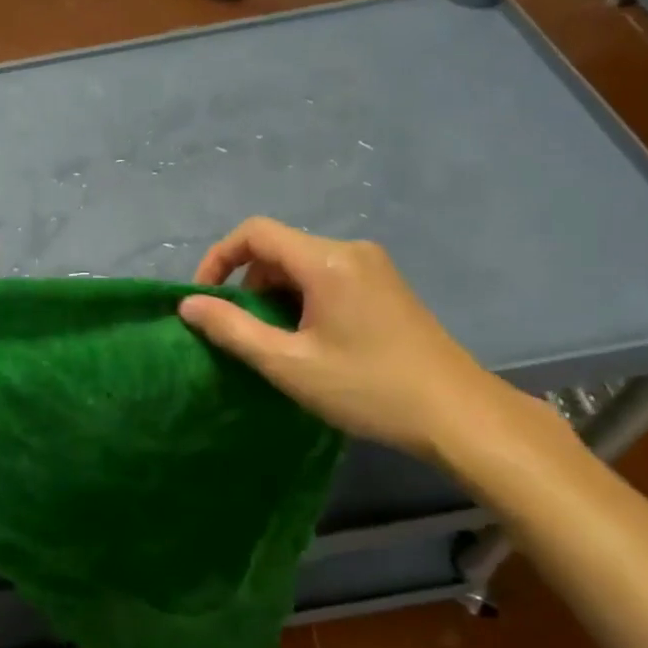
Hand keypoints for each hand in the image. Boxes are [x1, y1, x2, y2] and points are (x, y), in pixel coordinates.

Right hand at [179, 218, 545, 458]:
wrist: (458, 414)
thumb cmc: (368, 388)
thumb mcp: (288, 364)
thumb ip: (232, 330)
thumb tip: (189, 305)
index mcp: (327, 260)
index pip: (254, 233)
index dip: (218, 258)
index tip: (203, 299)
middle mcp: (350, 250)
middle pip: (278, 249)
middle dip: (248, 285)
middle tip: (243, 334)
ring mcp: (373, 267)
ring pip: (302, 265)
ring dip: (275, 296)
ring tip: (276, 344)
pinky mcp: (385, 286)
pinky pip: (327, 277)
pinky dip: (302, 300)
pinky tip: (311, 342)